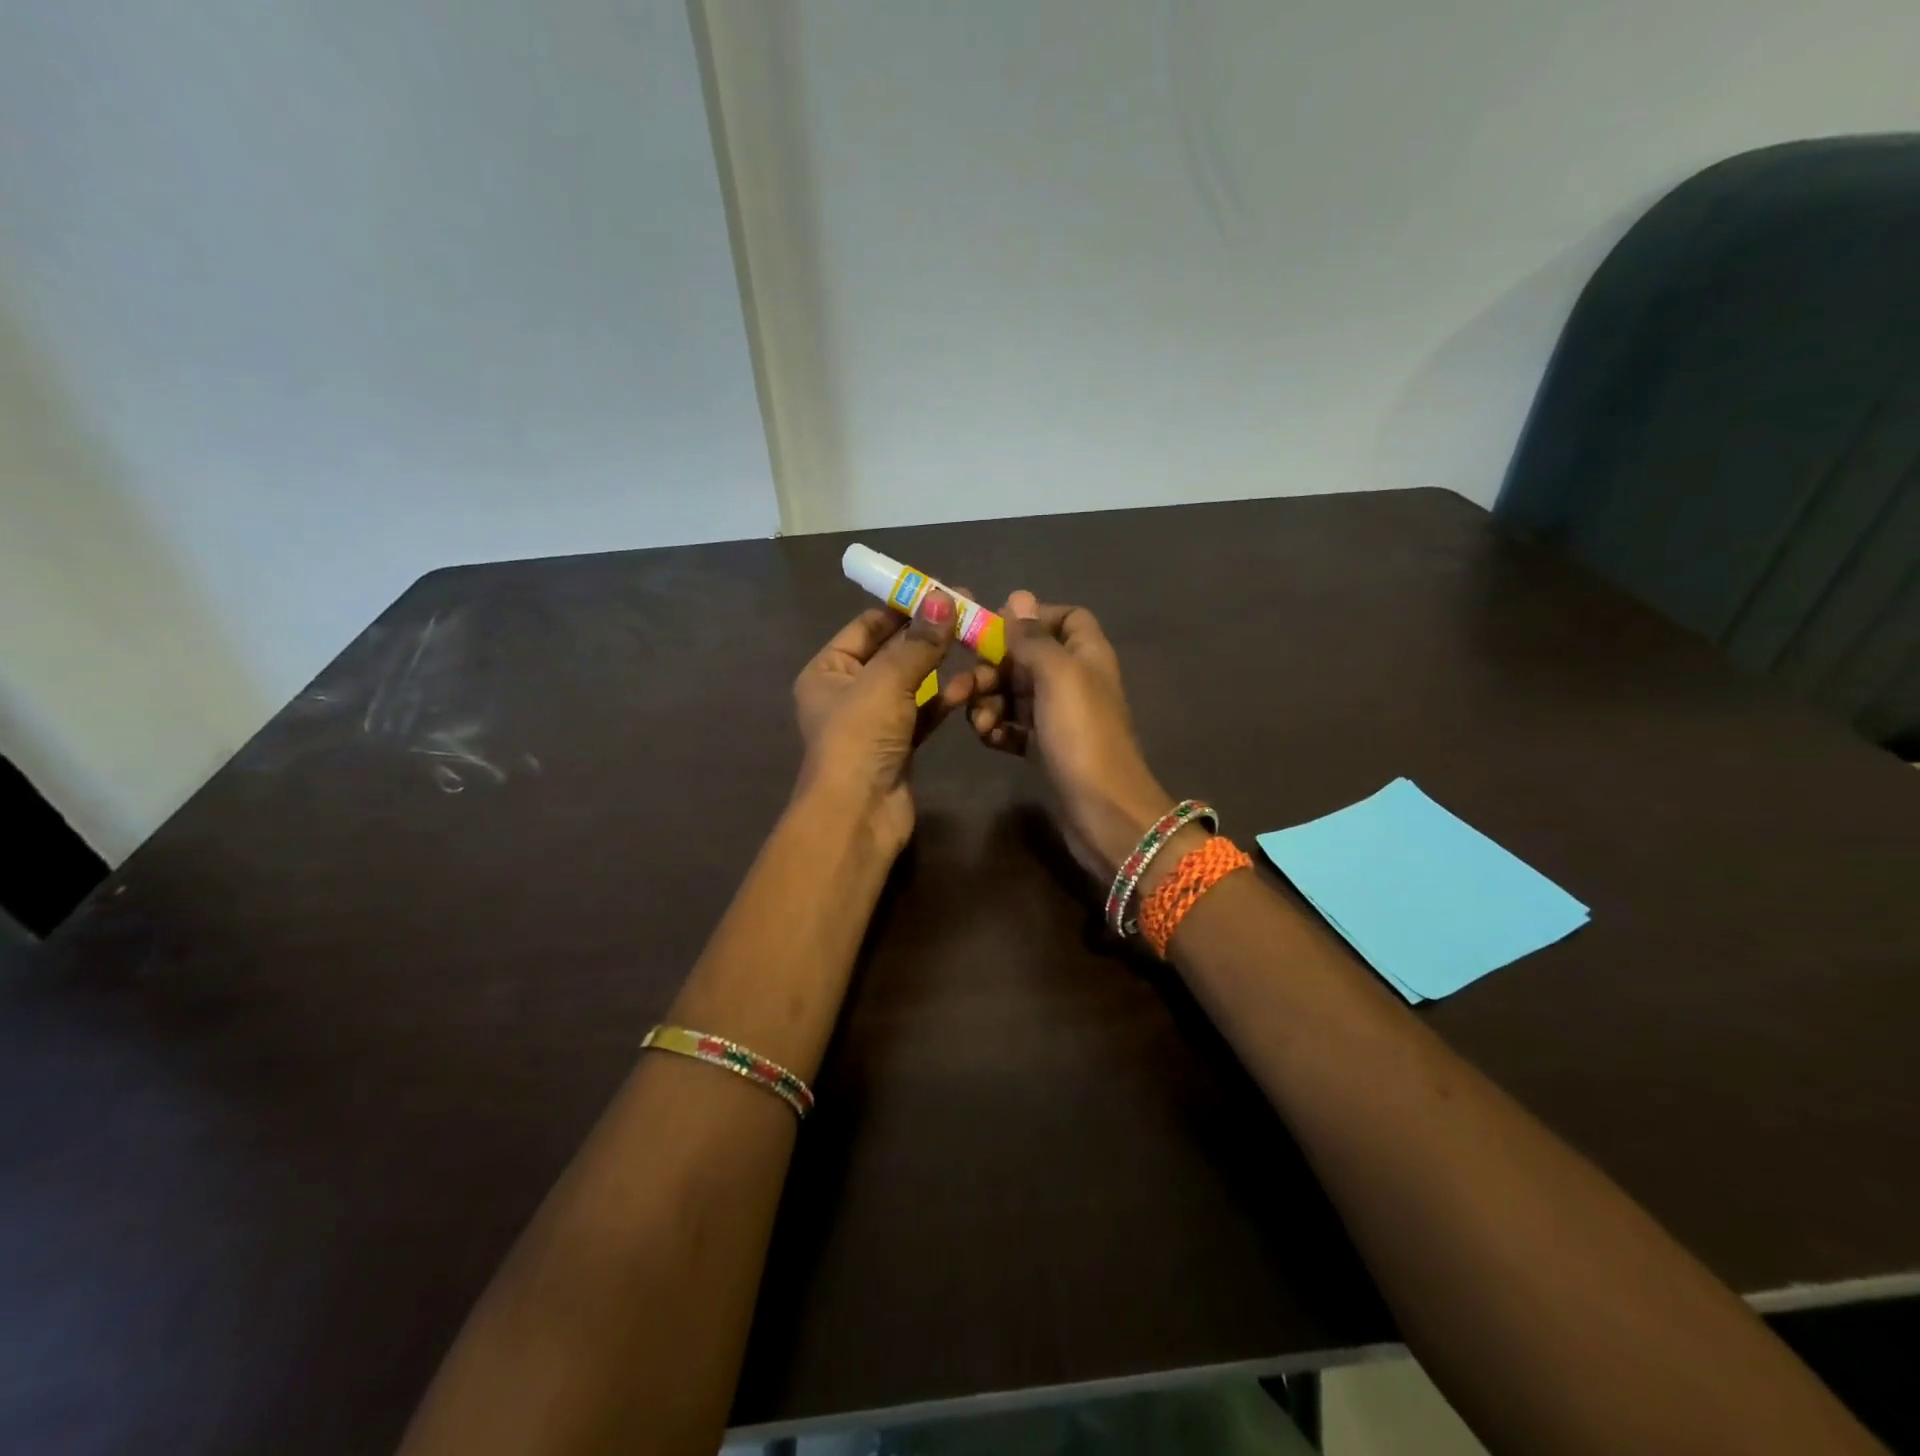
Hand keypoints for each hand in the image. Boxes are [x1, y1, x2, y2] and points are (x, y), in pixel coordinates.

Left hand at [792, 590, 968, 853]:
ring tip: (978, 643)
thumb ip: (918, 642)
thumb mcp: (887, 681)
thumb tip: (944, 598)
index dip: (903, 606)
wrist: (858, 814)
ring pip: (913, 683)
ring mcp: (874, 720)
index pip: (867, 626)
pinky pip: (924, 712)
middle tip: (970, 612)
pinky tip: (972, 684)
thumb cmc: (859, 737)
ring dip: (941, 666)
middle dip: (929, 634)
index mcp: (828, 670)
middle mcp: (848, 691)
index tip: (942, 590)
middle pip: (893, 652)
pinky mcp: (899, 744)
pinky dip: (944, 698)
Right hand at [965, 590, 1172, 877]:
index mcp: (1086, 655)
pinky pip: (1013, 726)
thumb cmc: (1082, 736)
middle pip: (1026, 658)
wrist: (1103, 813)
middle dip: (991, 669)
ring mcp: (1059, 717)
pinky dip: (997, 729)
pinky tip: (989, 741)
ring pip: (1013, 694)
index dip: (1032, 618)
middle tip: (962, 689)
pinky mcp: (1045, 748)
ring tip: (980, 724)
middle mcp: (1074, 681)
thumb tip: (1017, 597)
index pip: (1065, 617)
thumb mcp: (1058, 677)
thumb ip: (1034, 638)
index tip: (995, 629)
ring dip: (988, 703)